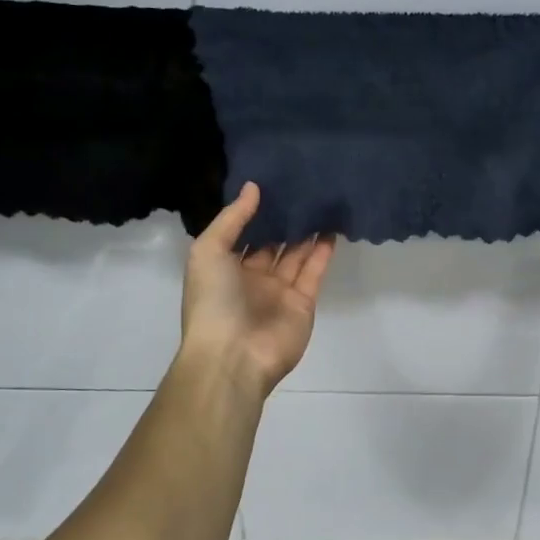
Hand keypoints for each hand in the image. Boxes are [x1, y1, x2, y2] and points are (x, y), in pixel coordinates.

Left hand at [181, 183, 334, 396]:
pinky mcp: (303, 302)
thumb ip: (232, 218)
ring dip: (307, 231)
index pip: (242, 235)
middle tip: (301, 187)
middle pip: (271, 243)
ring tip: (321, 201)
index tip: (271, 183)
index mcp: (223, 268)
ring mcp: (279, 292)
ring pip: (296, 255)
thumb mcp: (208, 251)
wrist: (233, 355)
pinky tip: (331, 226)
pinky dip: (323, 251)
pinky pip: (314, 271)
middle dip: (283, 220)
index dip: (255, 212)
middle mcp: (252, 279)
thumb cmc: (213, 301)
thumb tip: (253, 187)